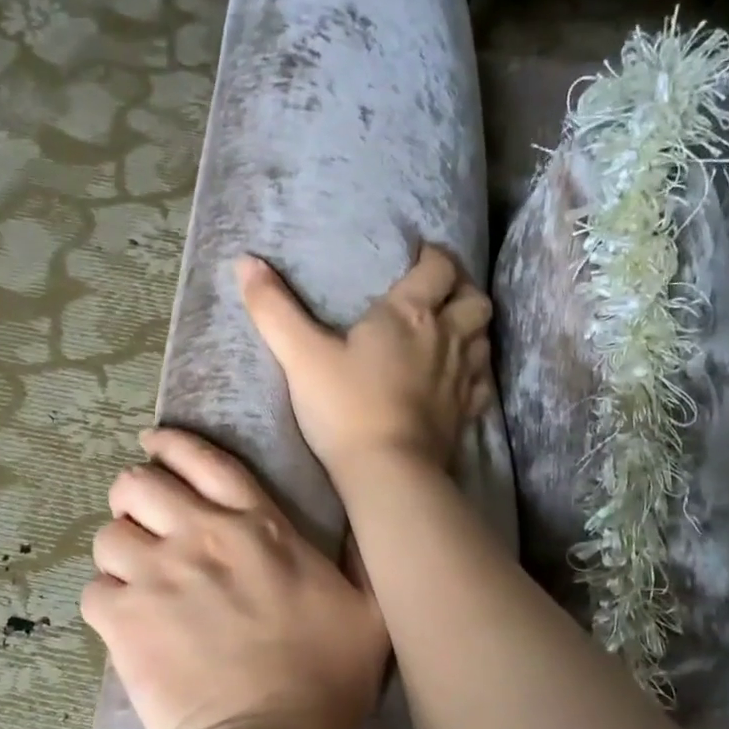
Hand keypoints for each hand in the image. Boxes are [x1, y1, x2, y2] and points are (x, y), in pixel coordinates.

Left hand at [82, 427, 387, 728]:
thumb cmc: (328, 676)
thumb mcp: (370, 607)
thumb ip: (361, 558)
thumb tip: (363, 524)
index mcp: (258, 527)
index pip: (205, 462)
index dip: (173, 445)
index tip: (154, 444)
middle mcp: (201, 537)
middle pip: (138, 485)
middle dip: (134, 497)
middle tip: (145, 522)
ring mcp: (157, 575)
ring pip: (108, 536)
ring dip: (119, 553)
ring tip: (134, 579)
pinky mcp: (124, 619)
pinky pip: (93, 591)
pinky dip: (106, 603)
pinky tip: (125, 622)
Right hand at [237, 245, 493, 482]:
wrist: (388, 471)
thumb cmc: (344, 408)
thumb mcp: (300, 356)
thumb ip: (273, 308)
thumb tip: (244, 260)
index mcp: (410, 313)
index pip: (438, 267)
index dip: (433, 257)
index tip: (419, 257)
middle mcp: (446, 337)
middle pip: (473, 298)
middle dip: (461, 289)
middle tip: (439, 294)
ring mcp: (462, 377)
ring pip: (484, 337)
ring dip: (472, 328)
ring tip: (451, 331)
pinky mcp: (467, 413)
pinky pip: (483, 382)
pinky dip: (476, 372)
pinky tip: (461, 379)